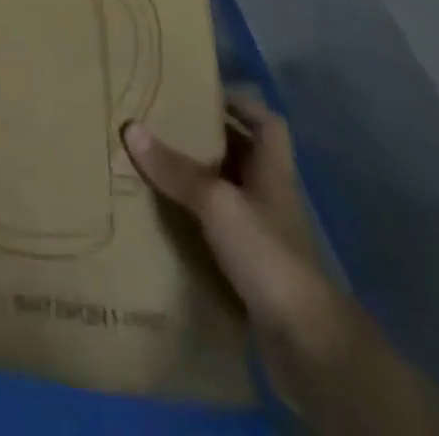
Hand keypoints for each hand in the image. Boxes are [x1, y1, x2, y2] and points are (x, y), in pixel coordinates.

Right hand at [124, 96, 358, 412]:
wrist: (307, 344)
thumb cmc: (268, 255)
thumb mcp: (217, 202)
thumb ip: (175, 168)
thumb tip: (131, 127)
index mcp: (272, 172)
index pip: (267, 123)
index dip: (240, 103)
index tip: (201, 93)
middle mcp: (269, 197)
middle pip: (241, 155)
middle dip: (204, 139)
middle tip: (161, 123)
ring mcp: (263, 236)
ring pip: (227, 194)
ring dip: (196, 181)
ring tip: (153, 165)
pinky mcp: (252, 270)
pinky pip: (218, 232)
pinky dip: (194, 222)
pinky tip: (165, 218)